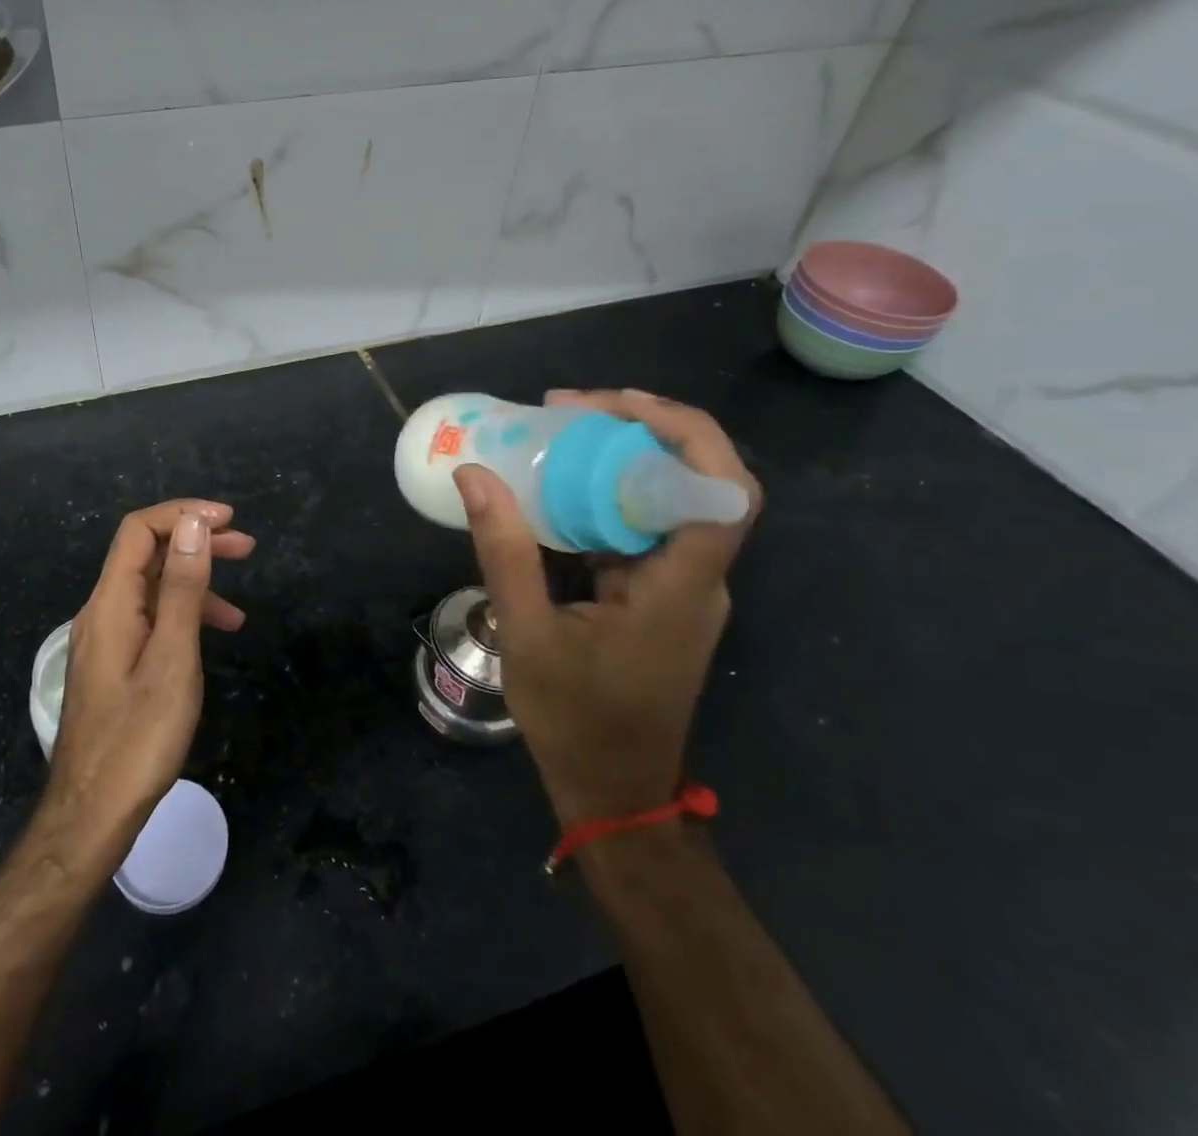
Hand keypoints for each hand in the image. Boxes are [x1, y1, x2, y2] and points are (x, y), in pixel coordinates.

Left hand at [44, 499, 254, 851]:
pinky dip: (183, 617)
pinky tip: (213, 639)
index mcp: (110, 604)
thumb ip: (182, 588)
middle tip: (246, 547)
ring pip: (150, 590)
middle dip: (195, 543)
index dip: (183, 514)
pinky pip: (149, 622)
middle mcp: (101, 612)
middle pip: (146, 555)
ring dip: (194, 584)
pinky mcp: (113, 665)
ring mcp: (105, 640)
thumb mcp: (172, 658)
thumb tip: (193, 525)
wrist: (92, 813)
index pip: (139, 531)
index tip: (228, 520)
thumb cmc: (139, 738)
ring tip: (240, 604)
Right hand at [453, 390, 760, 824]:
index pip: (722, 493)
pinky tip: (560, 489)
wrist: (613, 791)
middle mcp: (699, 580)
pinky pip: (644, 527)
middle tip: (570, 409)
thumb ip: (504, 551)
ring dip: (624, 458)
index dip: (683, 434)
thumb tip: (475, 475)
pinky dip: (609, 495)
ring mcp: (684, 589)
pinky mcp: (662, 597)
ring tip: (559, 433)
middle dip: (643, 429)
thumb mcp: (527, 634)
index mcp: (681, 589)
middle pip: (701, 481)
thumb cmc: (576, 721)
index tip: (612, 406)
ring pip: (672, 500)